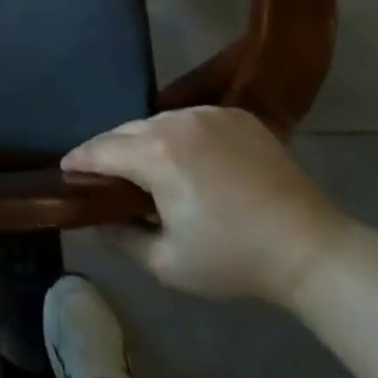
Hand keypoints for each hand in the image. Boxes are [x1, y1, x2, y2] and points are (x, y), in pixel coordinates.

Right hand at [63, 107, 351, 305]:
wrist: (311, 249)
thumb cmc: (234, 260)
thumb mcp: (167, 264)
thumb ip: (121, 237)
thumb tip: (96, 217)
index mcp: (155, 154)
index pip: (101, 149)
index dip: (80, 159)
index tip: (66, 167)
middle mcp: (175, 121)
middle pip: (127, 130)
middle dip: (111, 150)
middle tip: (105, 173)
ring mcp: (208, 113)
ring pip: (159, 121)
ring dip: (147, 141)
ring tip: (149, 166)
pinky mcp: (235, 114)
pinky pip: (192, 119)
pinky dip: (182, 136)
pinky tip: (191, 160)